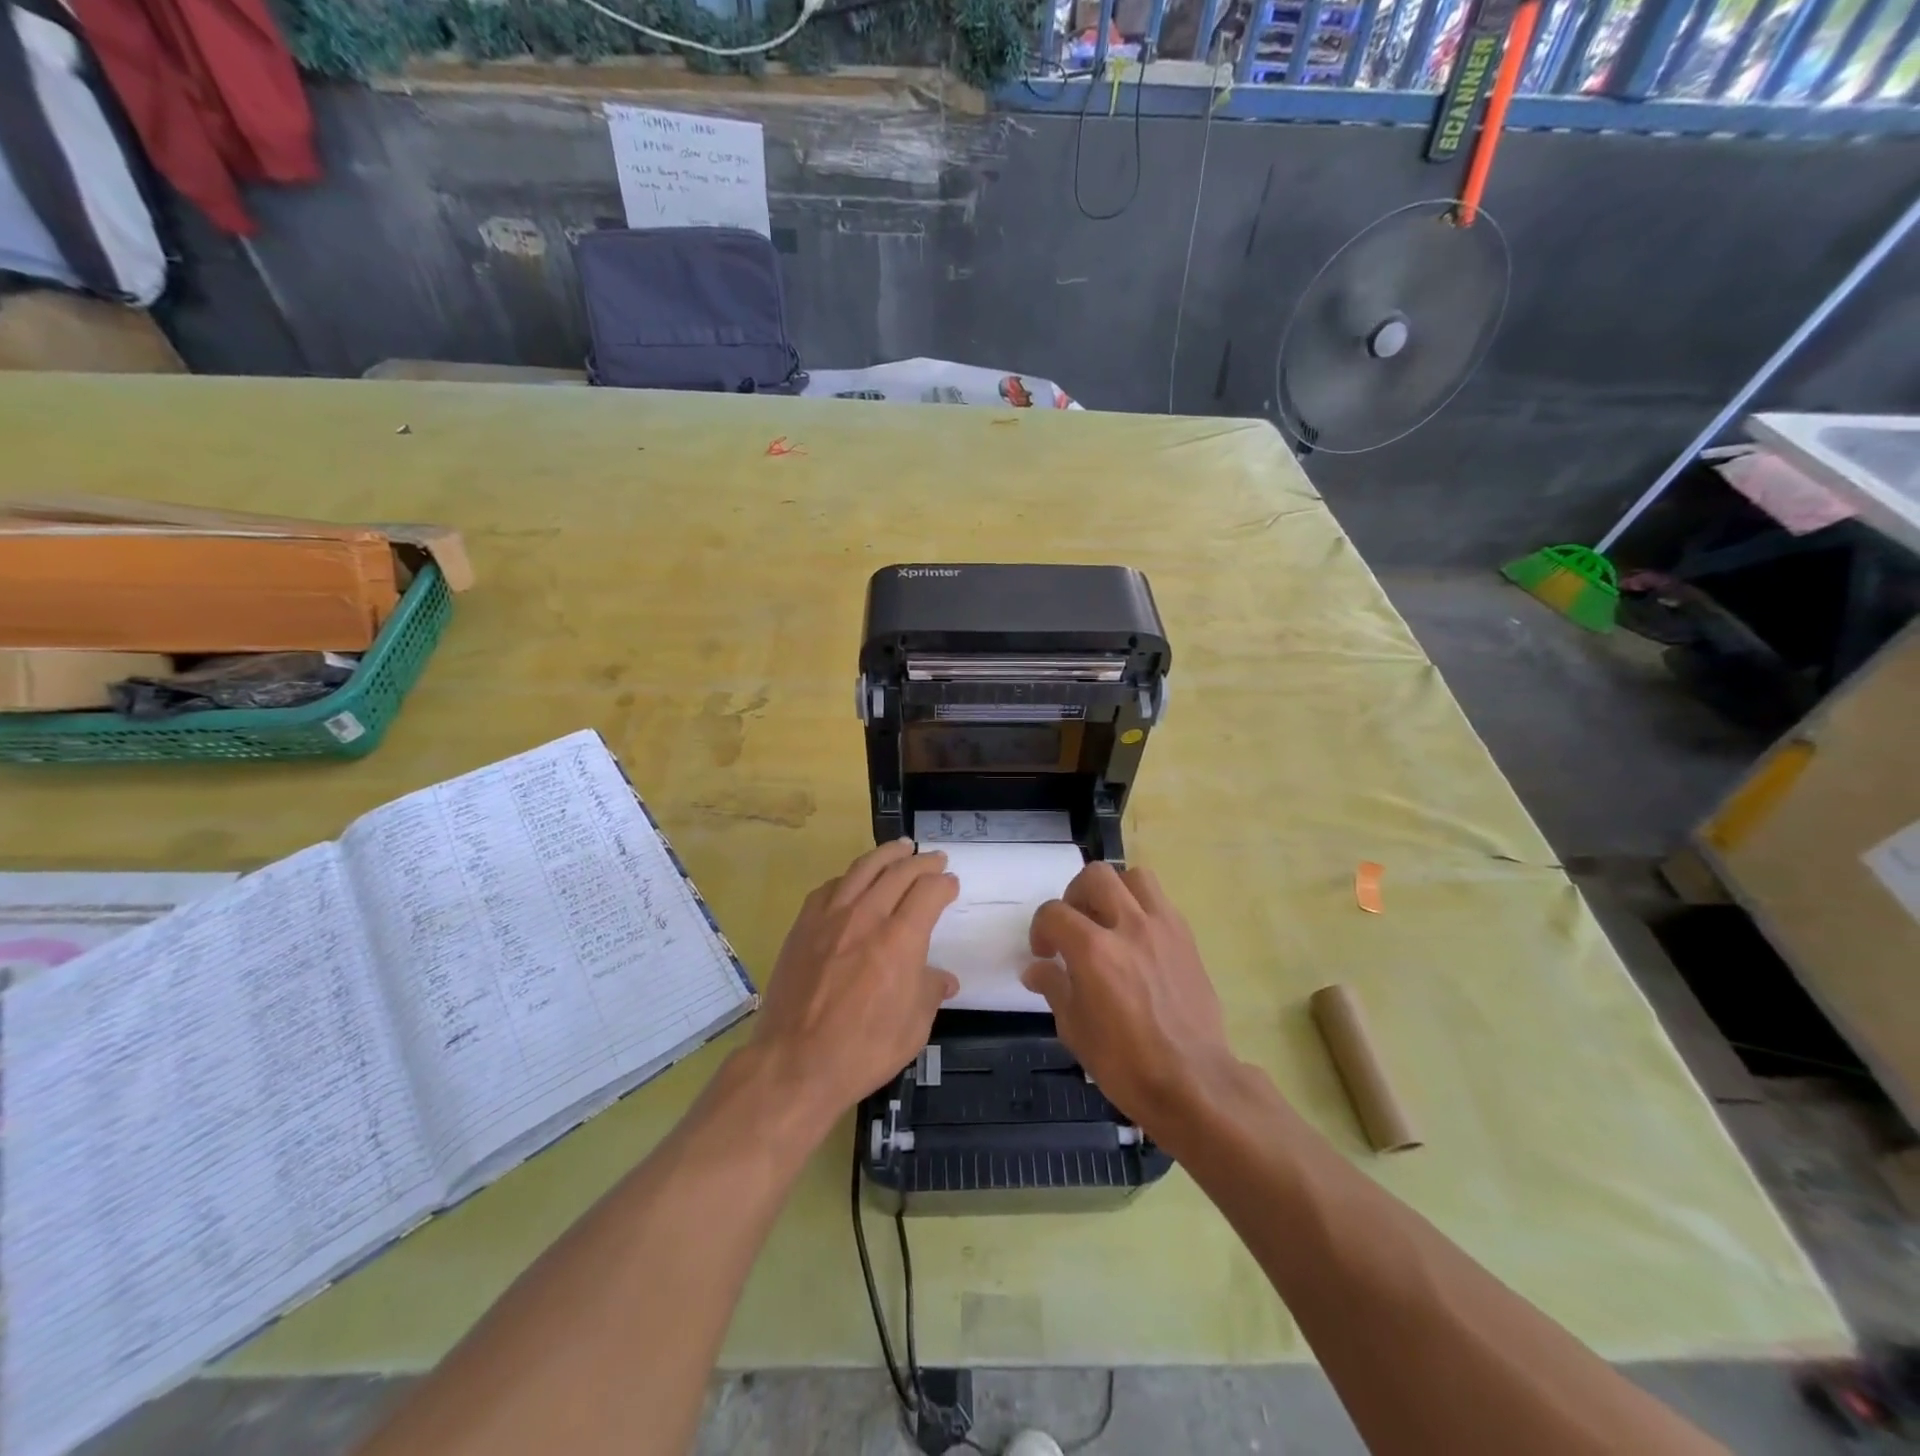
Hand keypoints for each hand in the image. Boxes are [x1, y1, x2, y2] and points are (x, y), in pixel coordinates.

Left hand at [752, 839, 958, 1124]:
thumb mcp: (913, 1028)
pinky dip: (850, 877)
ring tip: (900, 848)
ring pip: (863, 869)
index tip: (951, 885)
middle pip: (898, 871)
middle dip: (922, 862)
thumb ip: (930, 992)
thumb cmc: (862, 1050)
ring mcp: (830, 917)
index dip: (944, 884)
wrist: (794, 1064)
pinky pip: (830, 887)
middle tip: (934, 859)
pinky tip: (854, 881)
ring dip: (886, 855)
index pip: (929, 891)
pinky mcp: (803, 926)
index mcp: (900, 940)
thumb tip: (942, 978)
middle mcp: (866, 917)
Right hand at [1022, 862, 1236, 1137]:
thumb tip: (1036, 969)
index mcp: (1093, 951)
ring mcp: (1163, 929)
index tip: (1044, 953)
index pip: (1054, 913)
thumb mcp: (1075, 1029)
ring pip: (1134, 877)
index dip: (1041, 929)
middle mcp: (1129, 927)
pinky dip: (1141, 909)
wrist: (1193, 1082)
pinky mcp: (1186, 938)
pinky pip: (1160, 902)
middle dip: (1075, 895)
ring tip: (1108, 921)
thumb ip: (1054, 987)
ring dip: (1114, 891)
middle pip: (1096, 877)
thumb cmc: (1125, 1063)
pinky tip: (1136, 941)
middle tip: (1074, 925)